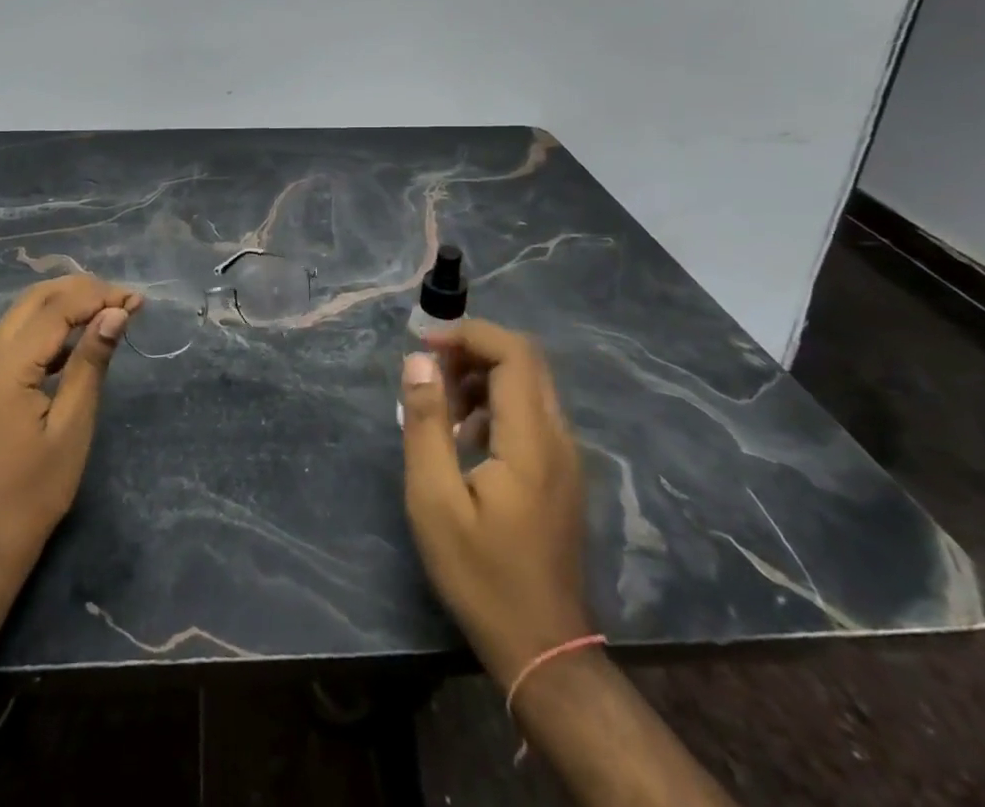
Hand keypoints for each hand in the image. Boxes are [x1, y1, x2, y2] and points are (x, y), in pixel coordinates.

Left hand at [0, 275, 142, 582]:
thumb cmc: (34, 491)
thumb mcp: (72, 425)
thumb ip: (91, 363)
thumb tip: (116, 313)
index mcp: (7, 366)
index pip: (57, 308)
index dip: (99, 296)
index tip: (138, 301)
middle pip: (36, 299)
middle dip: (82, 290)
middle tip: (125, 300)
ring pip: (25, 313)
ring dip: (66, 303)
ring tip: (110, 310)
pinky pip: (18, 336)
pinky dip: (51, 326)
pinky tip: (80, 339)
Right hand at [400, 319, 592, 686]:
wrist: (543, 648)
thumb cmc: (481, 576)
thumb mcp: (434, 501)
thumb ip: (426, 425)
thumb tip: (418, 361)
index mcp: (532, 441)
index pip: (514, 354)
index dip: (469, 334)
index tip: (425, 345)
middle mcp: (559, 438)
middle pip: (526, 361)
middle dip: (474, 349)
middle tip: (429, 368)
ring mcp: (566, 456)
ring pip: (530, 385)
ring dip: (483, 376)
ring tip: (439, 404)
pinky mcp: (561, 472)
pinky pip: (531, 412)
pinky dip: (495, 403)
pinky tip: (464, 436)